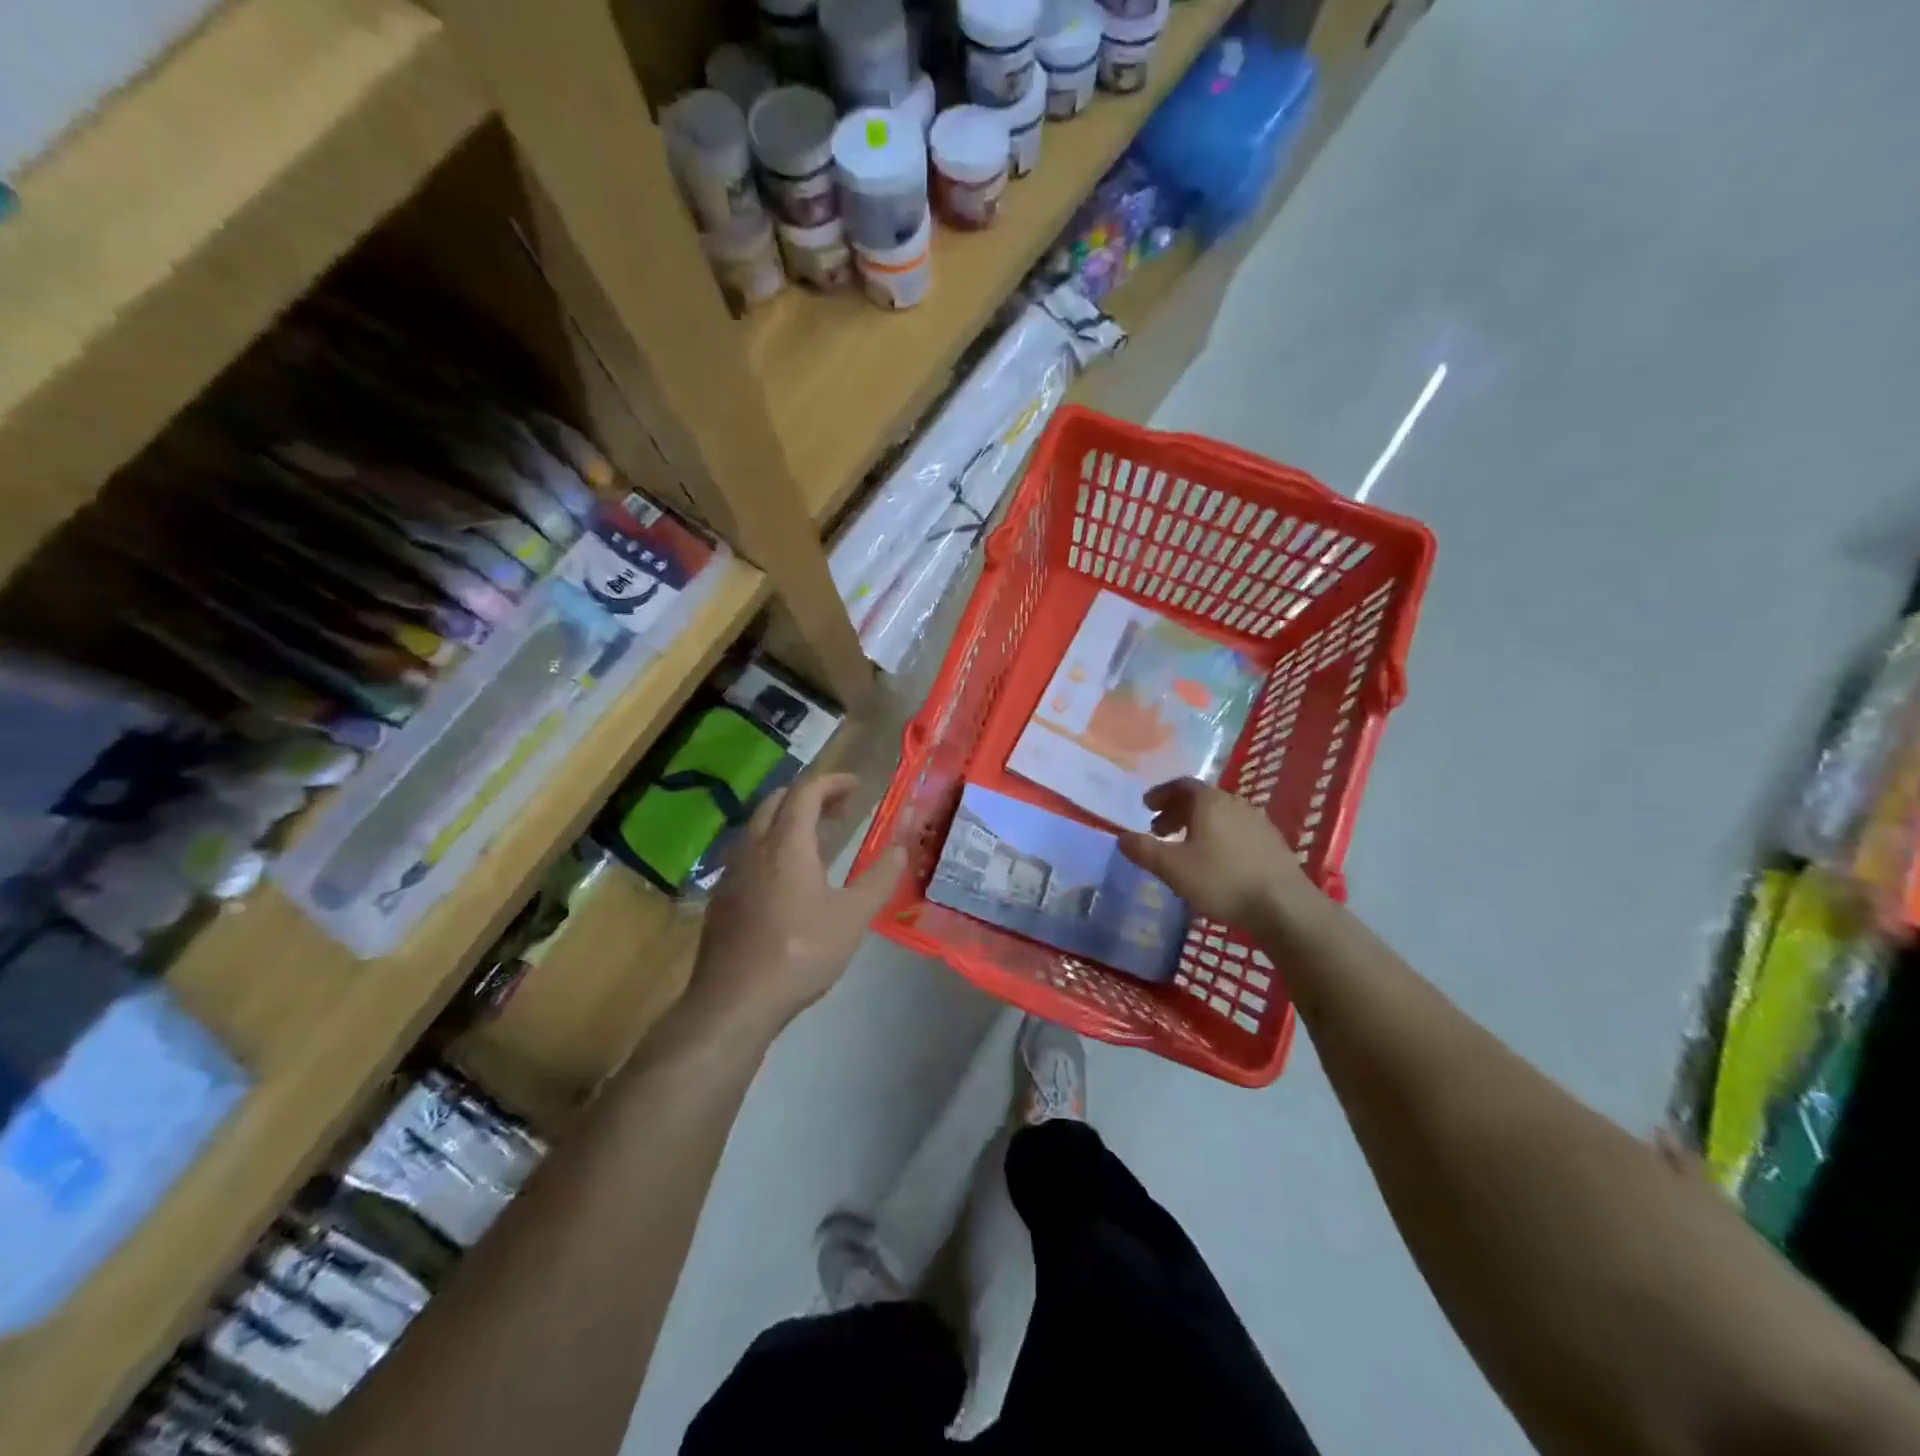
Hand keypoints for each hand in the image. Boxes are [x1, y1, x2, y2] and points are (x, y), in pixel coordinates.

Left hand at [684, 772, 905, 1037]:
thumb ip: (879, 879)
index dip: (833, 782)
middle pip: (777, 802)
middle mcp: (753, 847)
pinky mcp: (722, 898)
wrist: (734, 1001)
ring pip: (759, 828)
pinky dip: (773, 847)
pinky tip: (788, 878)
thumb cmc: (800, 952)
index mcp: (786, 843)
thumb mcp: (852, 917)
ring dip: (789, 821)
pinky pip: (749, 854)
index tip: (857, 786)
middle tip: (840, 809)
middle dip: (810, 797)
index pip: (806, 792)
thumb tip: (901, 849)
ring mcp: (732, 872)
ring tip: (818, 840)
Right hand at [1117, 778, 1321, 936]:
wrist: (1284, 906)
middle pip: (1201, 799)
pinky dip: (1218, 836)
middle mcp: (1234, 803)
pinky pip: (1237, 830)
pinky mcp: (1272, 843)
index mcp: (1209, 802)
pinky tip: (1216, 861)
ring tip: (1185, 847)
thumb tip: (1121, 837)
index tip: (1146, 806)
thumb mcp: (1173, 868)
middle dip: (1176, 812)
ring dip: (1198, 825)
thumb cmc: (1222, 880)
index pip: (1181, 785)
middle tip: (1159, 830)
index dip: (1161, 794)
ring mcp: (1258, 822)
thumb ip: (1144, 850)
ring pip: (1220, 815)